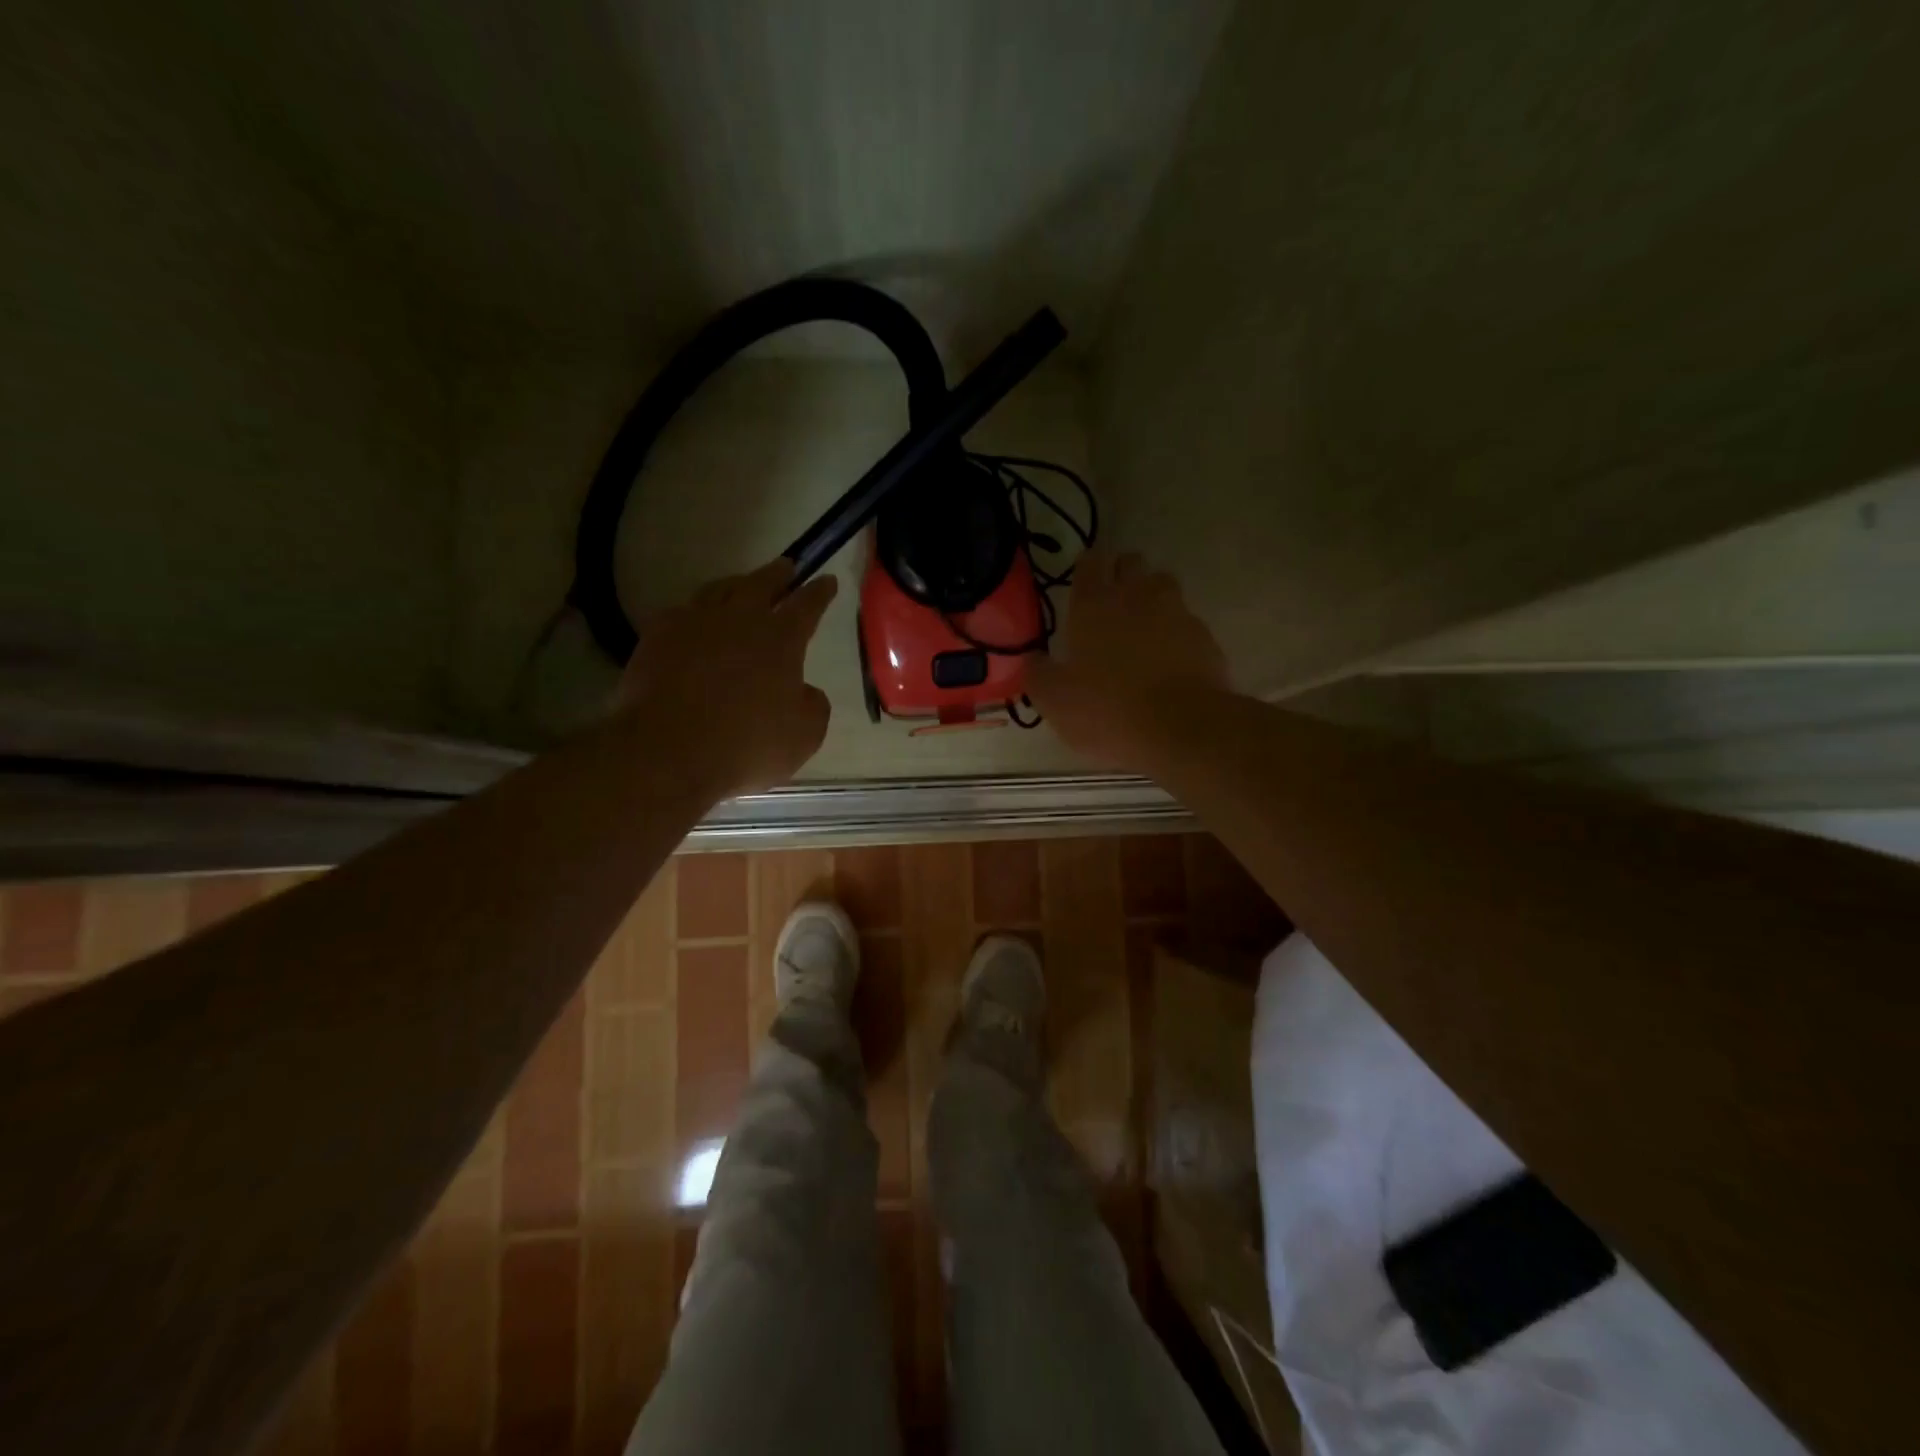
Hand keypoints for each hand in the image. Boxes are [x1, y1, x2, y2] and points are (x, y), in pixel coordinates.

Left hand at [614, 559, 837, 796]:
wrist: (667, 750)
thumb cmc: (747, 744)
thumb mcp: (804, 735)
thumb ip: (812, 705)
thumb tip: (804, 691)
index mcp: (781, 639)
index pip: (807, 605)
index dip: (820, 592)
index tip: (827, 580)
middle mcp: (739, 619)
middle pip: (762, 583)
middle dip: (779, 574)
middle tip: (787, 567)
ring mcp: (693, 622)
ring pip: (719, 589)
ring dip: (736, 584)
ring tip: (742, 585)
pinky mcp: (657, 637)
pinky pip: (682, 612)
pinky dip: (695, 612)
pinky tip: (694, 620)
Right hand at [1026, 548, 1228, 768]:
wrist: (1181, 728)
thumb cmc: (1107, 709)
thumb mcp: (1054, 700)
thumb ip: (1038, 674)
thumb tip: (1032, 659)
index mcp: (1093, 605)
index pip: (1090, 563)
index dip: (1087, 567)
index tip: (1084, 581)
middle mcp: (1136, 597)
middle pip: (1131, 564)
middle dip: (1121, 574)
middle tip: (1111, 602)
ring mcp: (1176, 613)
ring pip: (1163, 585)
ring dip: (1152, 597)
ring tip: (1143, 626)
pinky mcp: (1205, 637)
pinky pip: (1187, 622)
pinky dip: (1177, 632)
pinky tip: (1170, 658)